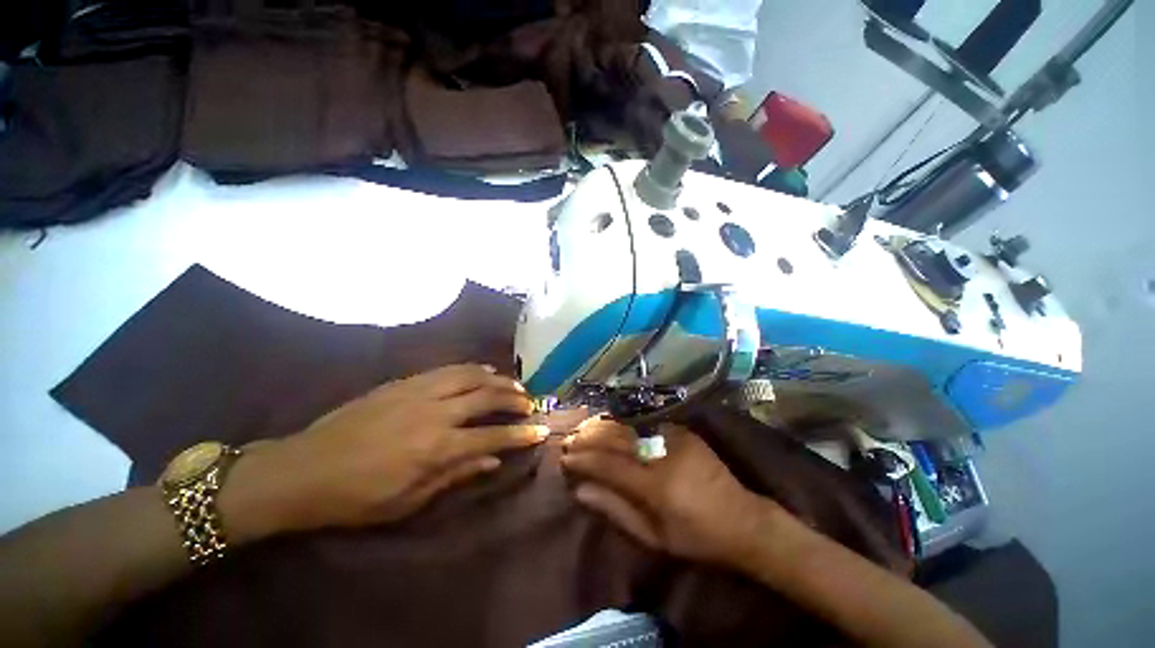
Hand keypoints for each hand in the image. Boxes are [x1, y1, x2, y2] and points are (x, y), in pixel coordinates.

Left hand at [221, 364, 547, 541]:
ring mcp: (420, 392)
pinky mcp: (405, 382)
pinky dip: (472, 369)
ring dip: (498, 380)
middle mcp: (436, 413)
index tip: (541, 431)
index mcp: (437, 448)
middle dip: (515, 399)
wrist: (303, 469)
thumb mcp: (409, 500)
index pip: (493, 436)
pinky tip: (483, 371)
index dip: (521, 434)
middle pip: (487, 398)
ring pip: (471, 376)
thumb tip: (492, 461)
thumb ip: (456, 475)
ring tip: (514, 384)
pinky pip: (448, 369)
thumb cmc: (357, 497)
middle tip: (530, 403)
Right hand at [561, 420, 782, 567]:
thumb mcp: (653, 537)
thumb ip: (614, 510)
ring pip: (628, 425)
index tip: (564, 458)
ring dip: (602, 426)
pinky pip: (644, 423)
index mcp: (656, 486)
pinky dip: (623, 423)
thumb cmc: (695, 537)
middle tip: (569, 440)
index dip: (583, 459)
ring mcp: (674, 437)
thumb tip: (580, 490)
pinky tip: (609, 424)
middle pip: (615, 438)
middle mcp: (663, 454)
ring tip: (583, 429)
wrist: (742, 519)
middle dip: (587, 438)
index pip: (608, 464)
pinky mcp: (682, 430)